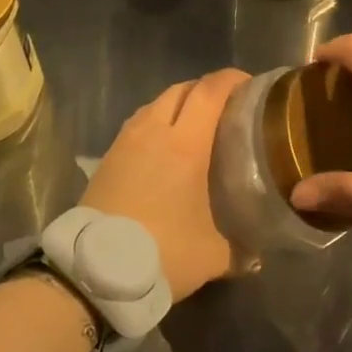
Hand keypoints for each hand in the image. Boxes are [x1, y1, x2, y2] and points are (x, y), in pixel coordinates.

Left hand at [81, 68, 249, 299]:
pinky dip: (157, 123)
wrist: (94, 272)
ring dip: (179, 105)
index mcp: (185, 144)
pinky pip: (138, 124)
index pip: (211, 91)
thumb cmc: (161, 253)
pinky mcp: (107, 157)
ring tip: (196, 126)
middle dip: (207, 90)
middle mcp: (154, 132)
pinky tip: (164, 148)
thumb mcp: (212, 256)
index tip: (251, 86)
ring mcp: (126, 142)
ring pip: (156, 104)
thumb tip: (257, 256)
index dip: (232, 79)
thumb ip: (240, 250)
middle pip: (182, 89)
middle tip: (228, 108)